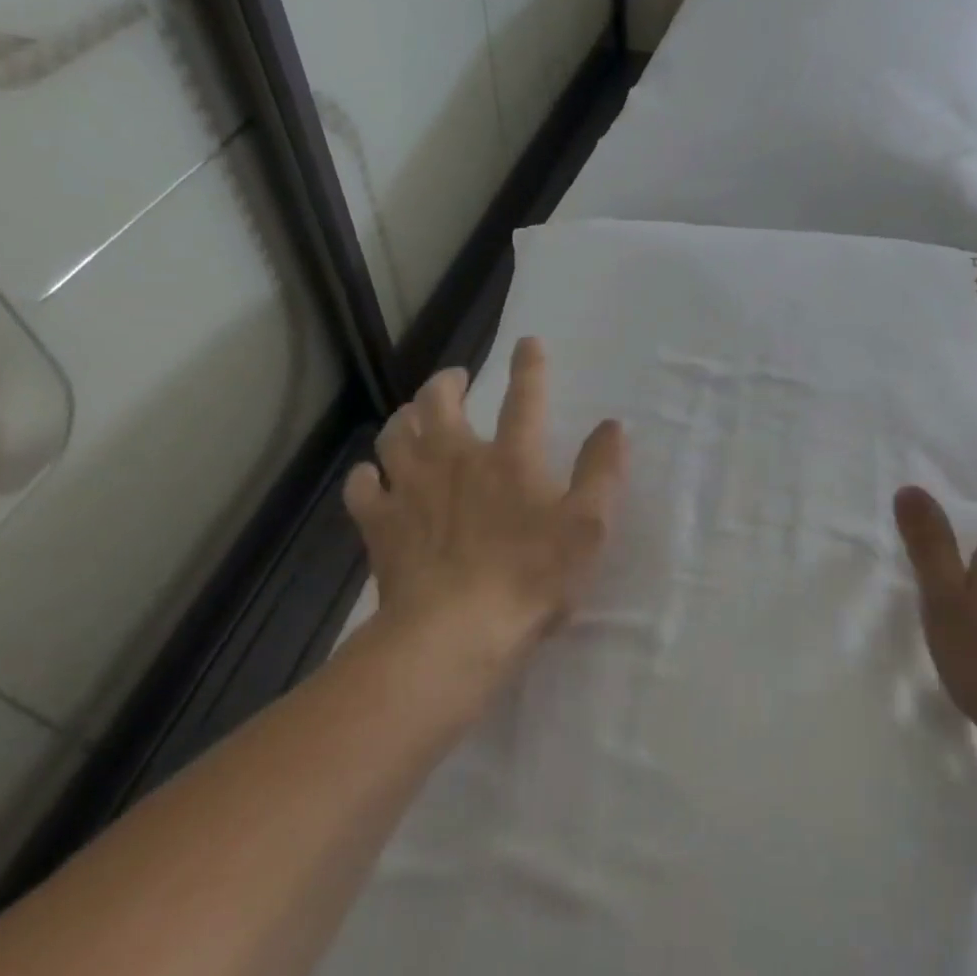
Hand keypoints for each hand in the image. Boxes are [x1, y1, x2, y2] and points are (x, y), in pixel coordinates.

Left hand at [344, 338, 627, 696]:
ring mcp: (410, 489)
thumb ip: (602, 471)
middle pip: (439, 402)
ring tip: (412, 418)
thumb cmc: (531, 578)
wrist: (453, 633)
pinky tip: (375, 478)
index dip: (529, 366)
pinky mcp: (380, 524)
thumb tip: (613, 426)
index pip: (524, 398)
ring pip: (394, 434)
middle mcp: (455, 459)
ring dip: (404, 418)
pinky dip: (368, 475)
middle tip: (455, 379)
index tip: (527, 342)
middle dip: (446, 382)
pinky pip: (363, 486)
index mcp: (510, 458)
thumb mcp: (588, 526)